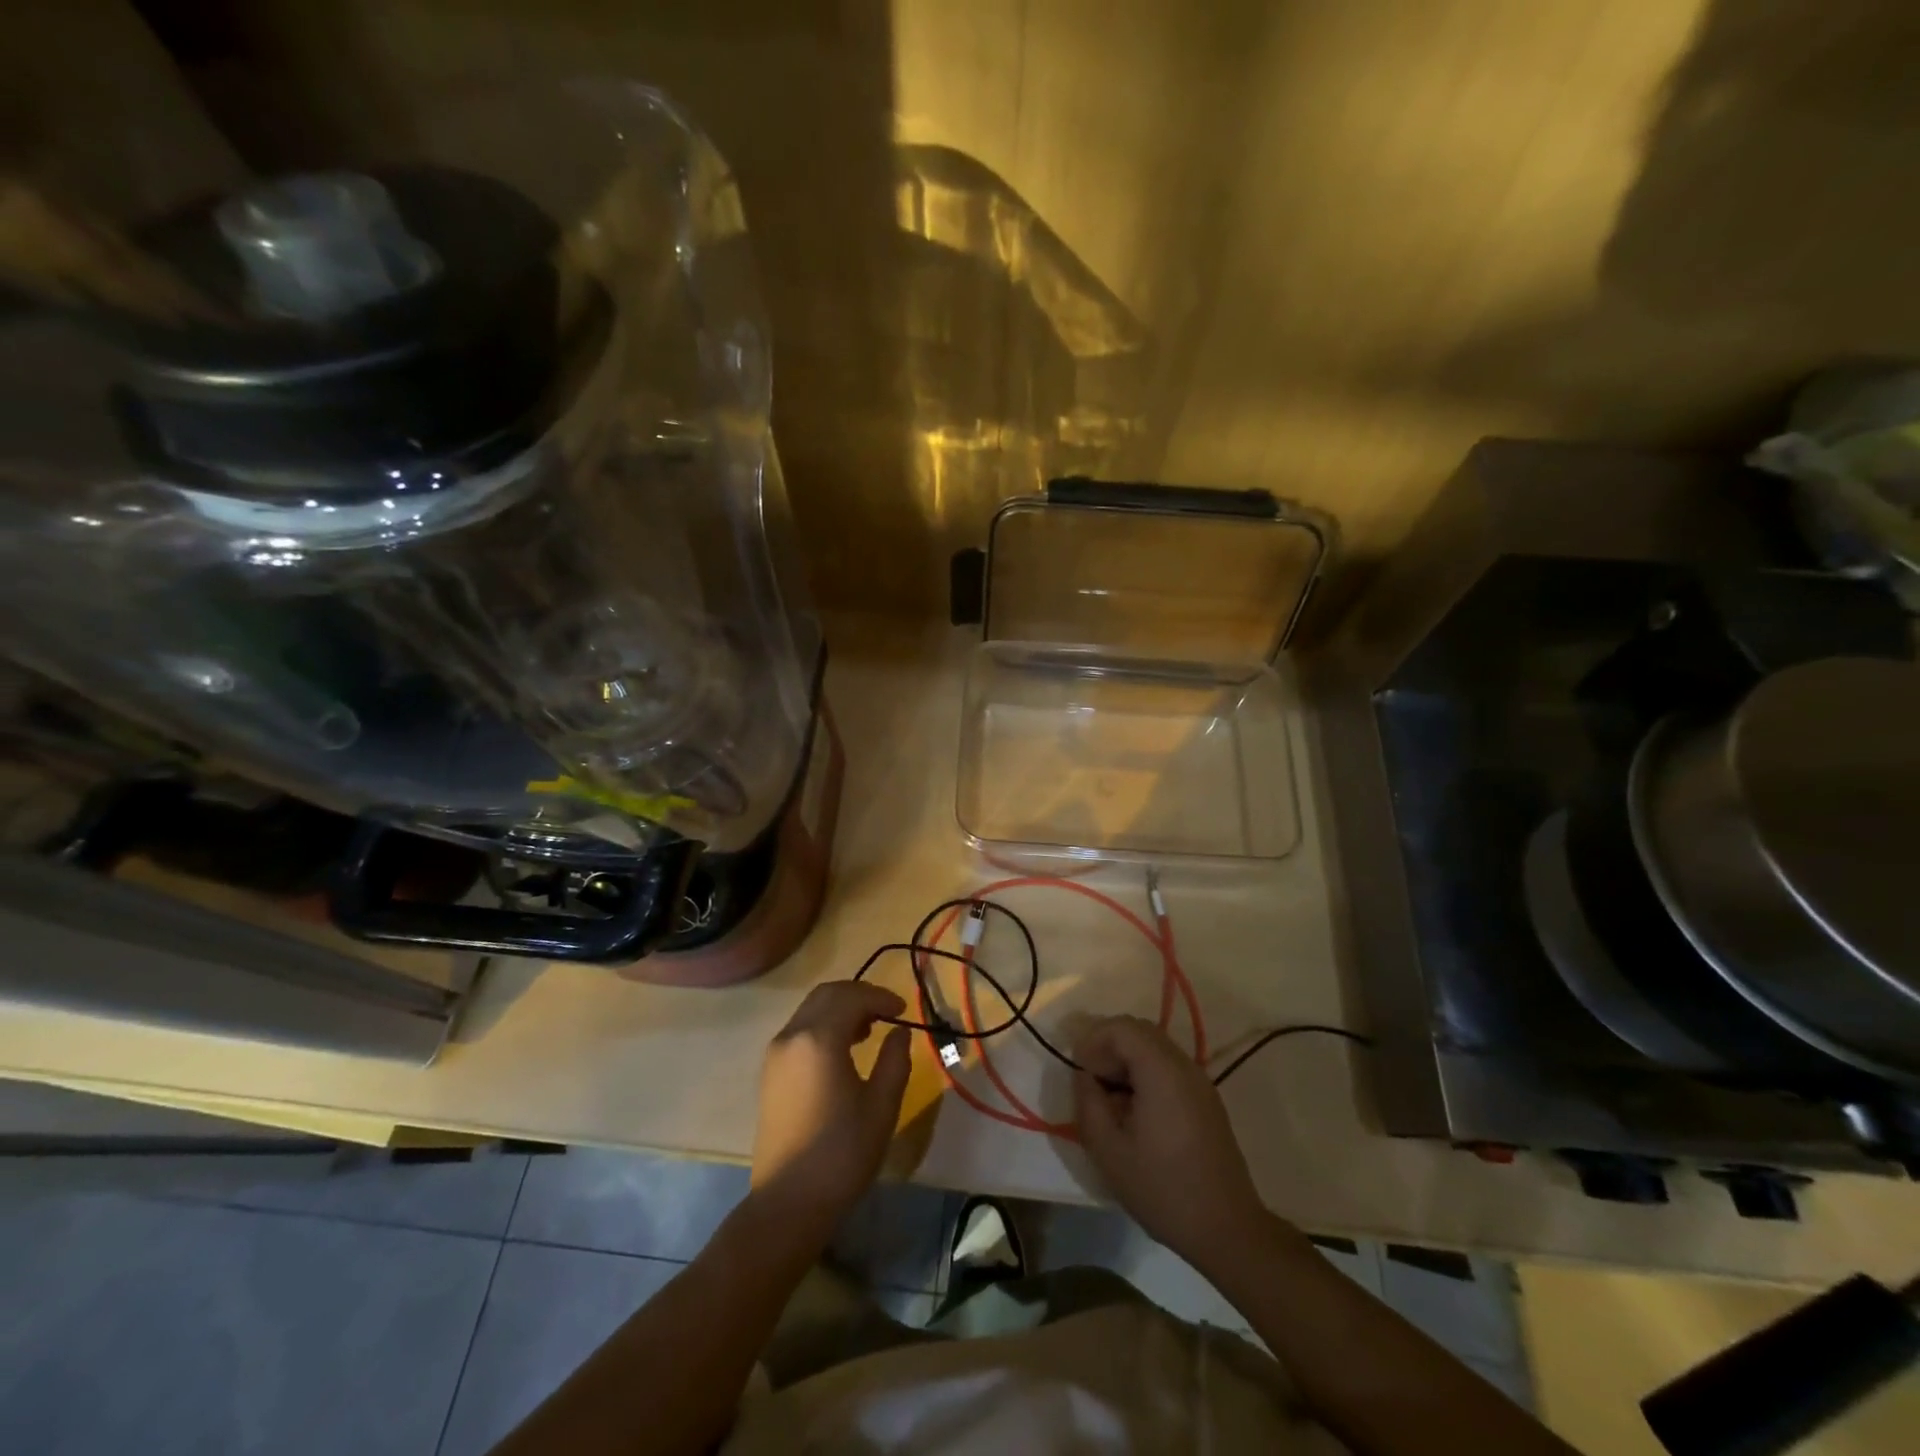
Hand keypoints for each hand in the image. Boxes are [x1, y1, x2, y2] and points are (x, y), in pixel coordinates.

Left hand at [749, 981, 912, 1238]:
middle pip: (826, 994)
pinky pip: (800, 1029)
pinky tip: (843, 1048)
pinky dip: (824, 1024)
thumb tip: (899, 1032)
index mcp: (819, 1039)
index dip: (881, 997)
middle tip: (887, 1011)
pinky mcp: (770, 1071)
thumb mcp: (881, 1106)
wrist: (788, 1203)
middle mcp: (791, 1036)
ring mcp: (776, 1053)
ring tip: (869, 1029)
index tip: (904, 1009)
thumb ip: (895, 1059)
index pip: (852, 997)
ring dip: (840, 1008)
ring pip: (810, 1009)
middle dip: (859, 995)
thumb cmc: (842, 1154)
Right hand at [1073, 1016, 1270, 1269]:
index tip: (1078, 1070)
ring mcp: (1200, 1082)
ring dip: (1126, 1061)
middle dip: (1108, 1047)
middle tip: (1090, 1080)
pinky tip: (1134, 1111)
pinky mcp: (1206, 1100)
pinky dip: (1144, 1074)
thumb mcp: (1108, 1150)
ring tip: (1108, 1098)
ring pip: (1154, 1048)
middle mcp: (1184, 1066)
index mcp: (1161, 1071)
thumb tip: (1085, 1076)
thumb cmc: (1163, 1189)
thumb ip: (1088, 1102)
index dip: (1093, 1039)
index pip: (1122, 1027)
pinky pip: (1168, 1067)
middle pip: (1139, 1032)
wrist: (1227, 1229)